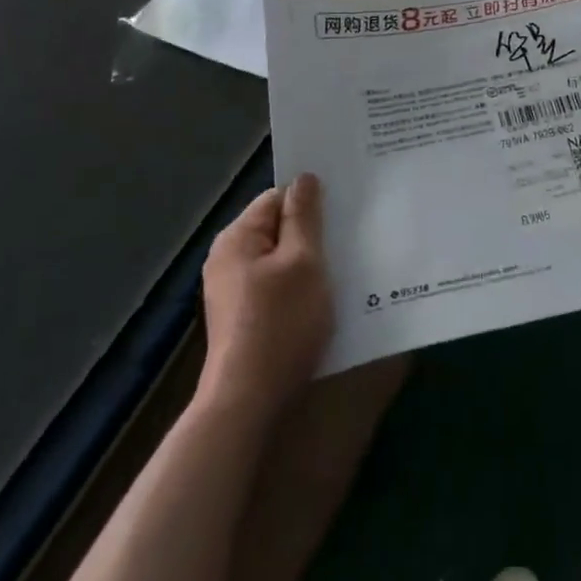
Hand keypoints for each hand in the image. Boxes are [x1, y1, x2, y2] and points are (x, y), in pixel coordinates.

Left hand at [198, 173, 334, 422]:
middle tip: (352, 236)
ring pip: (281, 260)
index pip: (277, 197)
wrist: (249, 402)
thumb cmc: (280, 324)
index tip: (345, 208)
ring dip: (310, 262)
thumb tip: (305, 177)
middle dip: (313, 232)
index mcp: (237, 238)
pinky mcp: (244, 318)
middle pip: (278, 229)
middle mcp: (228, 259)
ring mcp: (233, 291)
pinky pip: (277, 287)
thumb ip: (305, 217)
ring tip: (346, 266)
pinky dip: (300, 287)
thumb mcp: (303, 262)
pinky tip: (325, 299)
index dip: (311, 200)